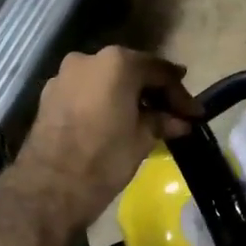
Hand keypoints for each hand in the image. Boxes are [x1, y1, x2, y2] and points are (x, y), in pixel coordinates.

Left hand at [17, 47, 200, 230]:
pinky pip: (87, 92)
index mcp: (117, 63)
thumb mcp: (142, 139)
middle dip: (154, 92)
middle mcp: (89, 59)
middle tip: (174, 113)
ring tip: (146, 118)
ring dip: (128, 96)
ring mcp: (64, 75)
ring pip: (107, 80)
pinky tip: (117, 121)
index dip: (180, 94)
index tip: (195, 113)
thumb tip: (180, 121)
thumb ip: (162, 122)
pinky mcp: (49, 95)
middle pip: (131, 71)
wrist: (49, 187)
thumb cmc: (104, 158)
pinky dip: (104, 101)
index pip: (159, 71)